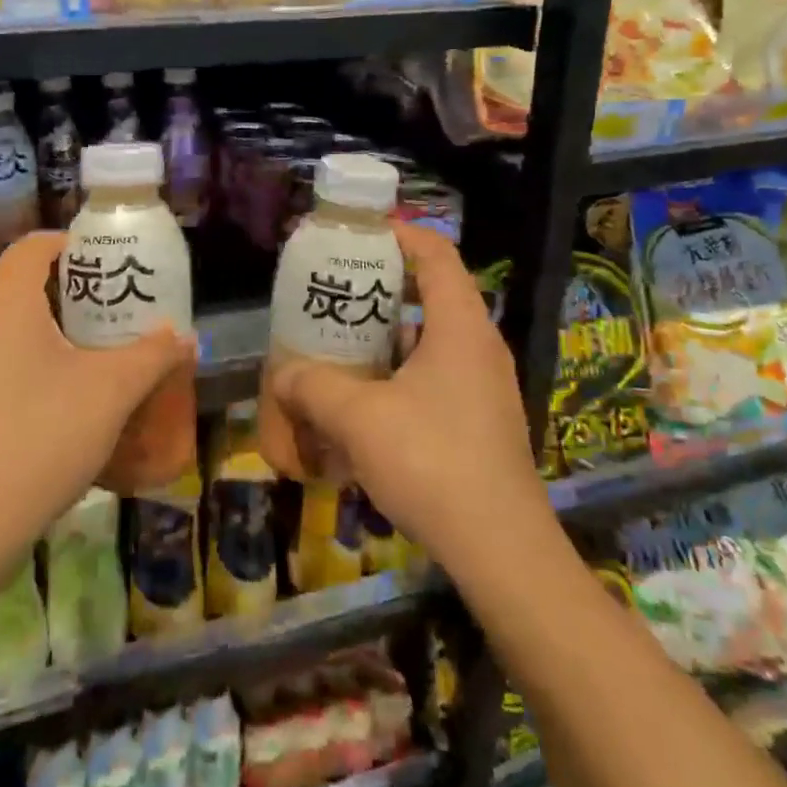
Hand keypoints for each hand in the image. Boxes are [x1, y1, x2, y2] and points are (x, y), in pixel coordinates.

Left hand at [0, 231, 195, 572]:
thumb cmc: (40, 436)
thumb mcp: (111, 391)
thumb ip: (153, 355)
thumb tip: (185, 336)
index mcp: (3, 300)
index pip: (37, 245)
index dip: (79, 246)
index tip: (116, 266)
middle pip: (27, 285)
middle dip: (77, 294)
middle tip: (120, 313)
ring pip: (12, 326)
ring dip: (57, 332)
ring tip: (101, 355)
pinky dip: (33, 362)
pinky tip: (65, 399)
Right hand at [267, 223, 556, 584]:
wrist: (501, 551)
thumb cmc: (432, 463)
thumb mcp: (358, 419)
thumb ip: (313, 386)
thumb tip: (284, 374)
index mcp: (460, 326)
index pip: (435, 253)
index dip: (398, 234)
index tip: (356, 235)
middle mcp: (479, 346)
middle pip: (431, 293)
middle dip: (380, 288)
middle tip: (335, 293)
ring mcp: (484, 386)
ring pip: (430, 340)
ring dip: (386, 337)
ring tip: (340, 344)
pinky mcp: (480, 421)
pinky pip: (435, 378)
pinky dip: (398, 375)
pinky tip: (363, 403)